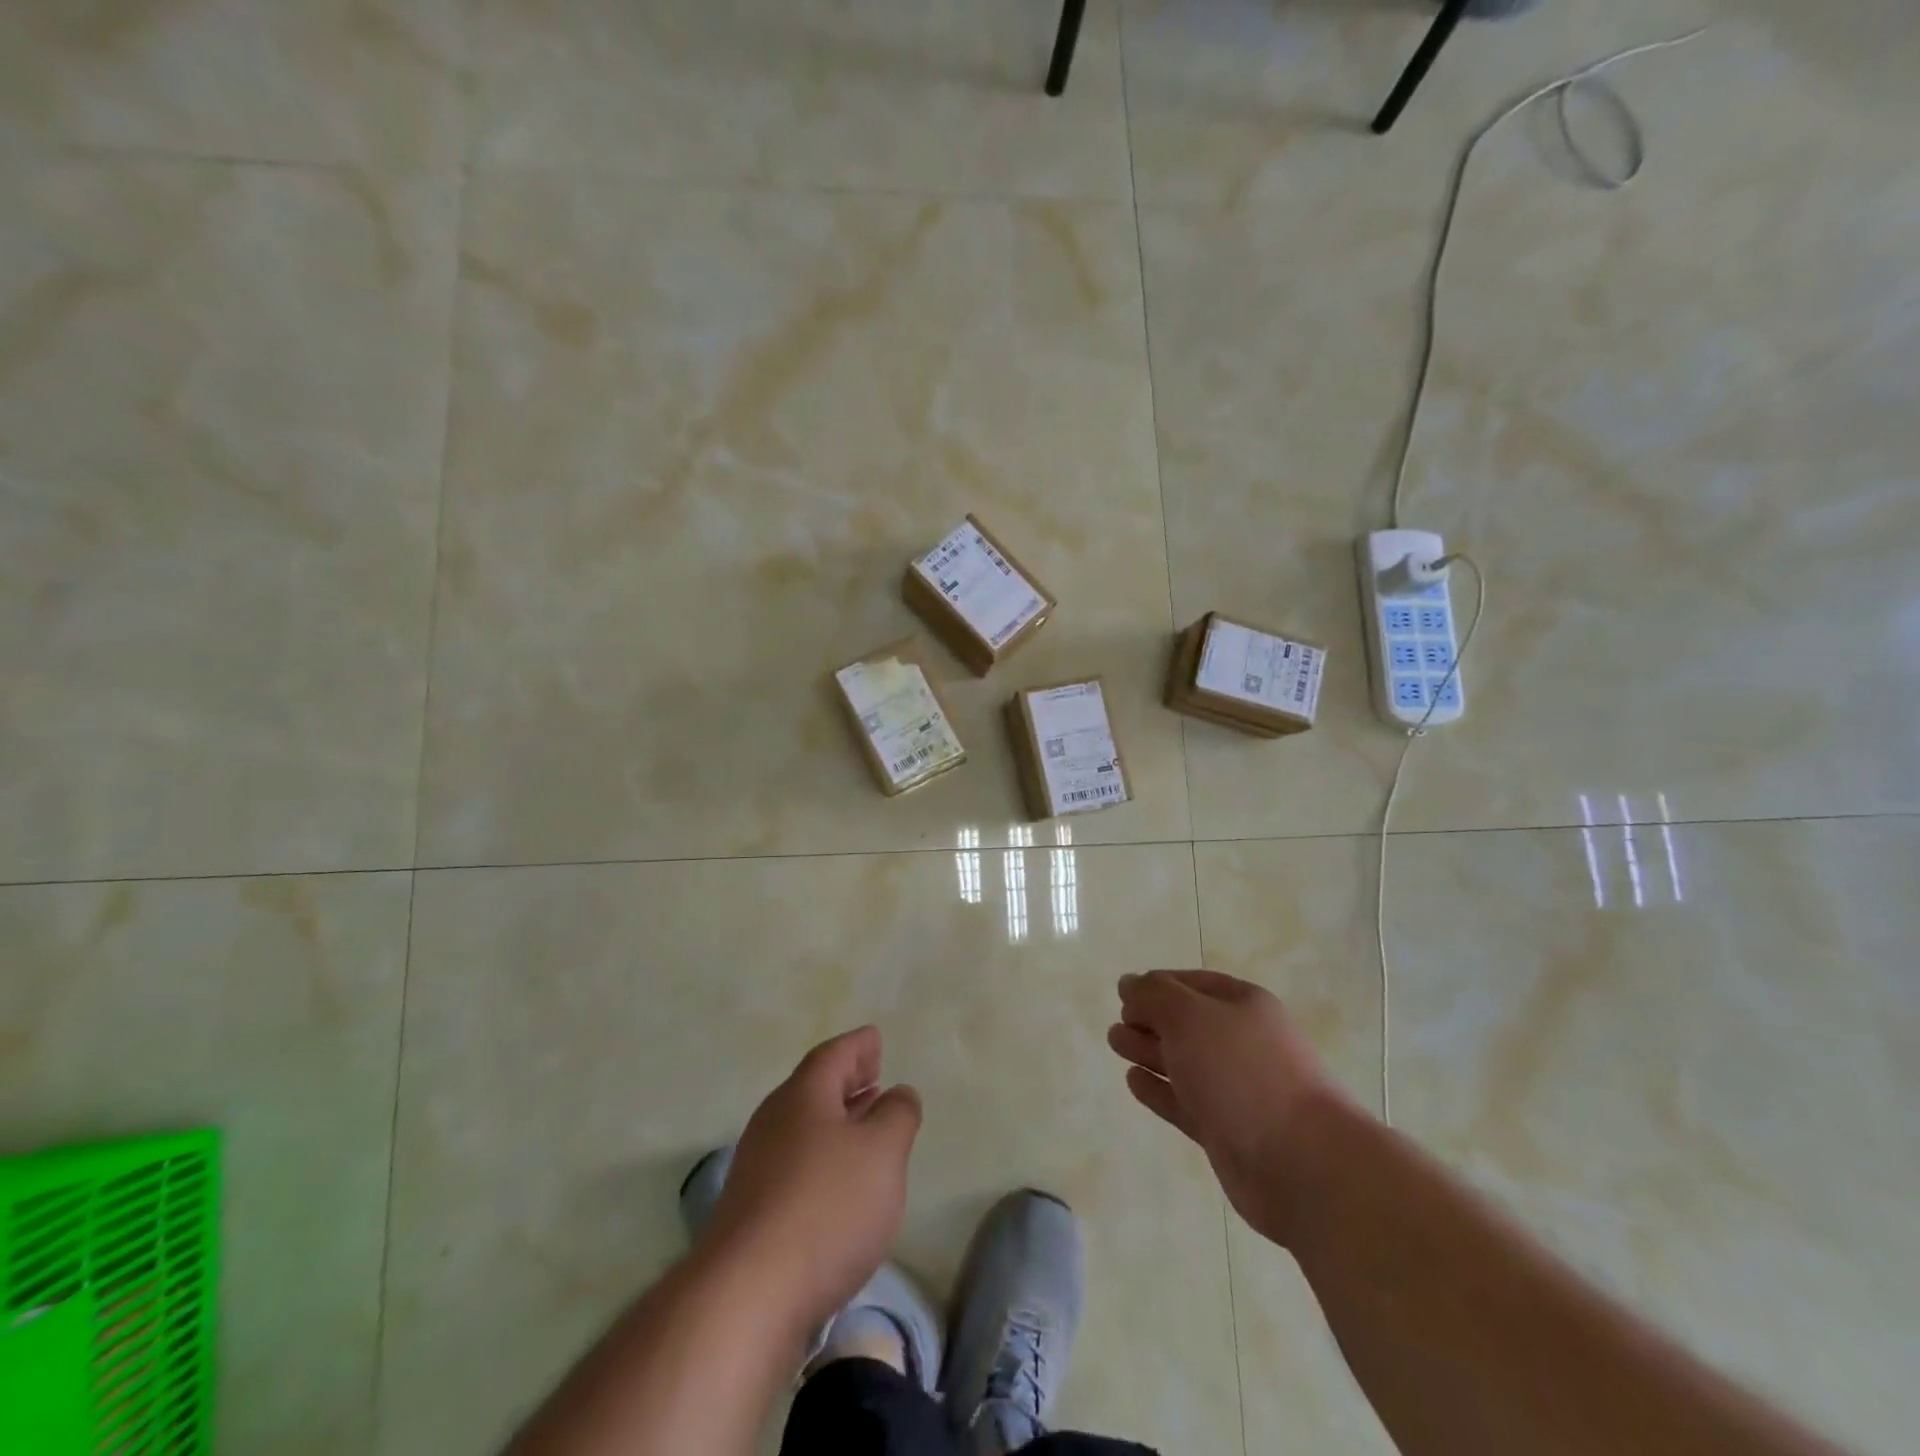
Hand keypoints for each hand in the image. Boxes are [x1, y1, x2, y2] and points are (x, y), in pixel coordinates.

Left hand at [701, 1026, 921, 1337]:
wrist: (747, 1296)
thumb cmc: (827, 1207)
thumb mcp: (882, 1152)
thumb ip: (897, 1115)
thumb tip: (899, 1093)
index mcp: (803, 1095)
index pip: (833, 1055)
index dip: (858, 1046)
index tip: (875, 1039)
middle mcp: (774, 1121)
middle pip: (814, 1088)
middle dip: (846, 1080)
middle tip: (873, 1074)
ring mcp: (758, 1167)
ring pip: (804, 1127)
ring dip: (836, 1121)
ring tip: (864, 1124)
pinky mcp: (752, 1211)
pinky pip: (795, 1164)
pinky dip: (822, 1157)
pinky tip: (839, 1182)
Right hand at [1109, 970, 1348, 1245]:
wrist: (1302, 1164)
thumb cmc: (1243, 1073)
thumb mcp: (1190, 1017)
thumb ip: (1154, 995)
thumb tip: (1129, 982)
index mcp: (1243, 1005)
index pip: (1192, 984)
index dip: (1157, 985)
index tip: (1123, 993)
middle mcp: (1241, 1042)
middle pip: (1187, 1023)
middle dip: (1150, 1018)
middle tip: (1116, 1023)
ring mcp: (1235, 1089)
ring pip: (1183, 1062)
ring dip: (1149, 1050)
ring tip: (1116, 1043)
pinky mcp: (1226, 1131)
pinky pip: (1184, 1101)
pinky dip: (1158, 1089)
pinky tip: (1133, 1081)